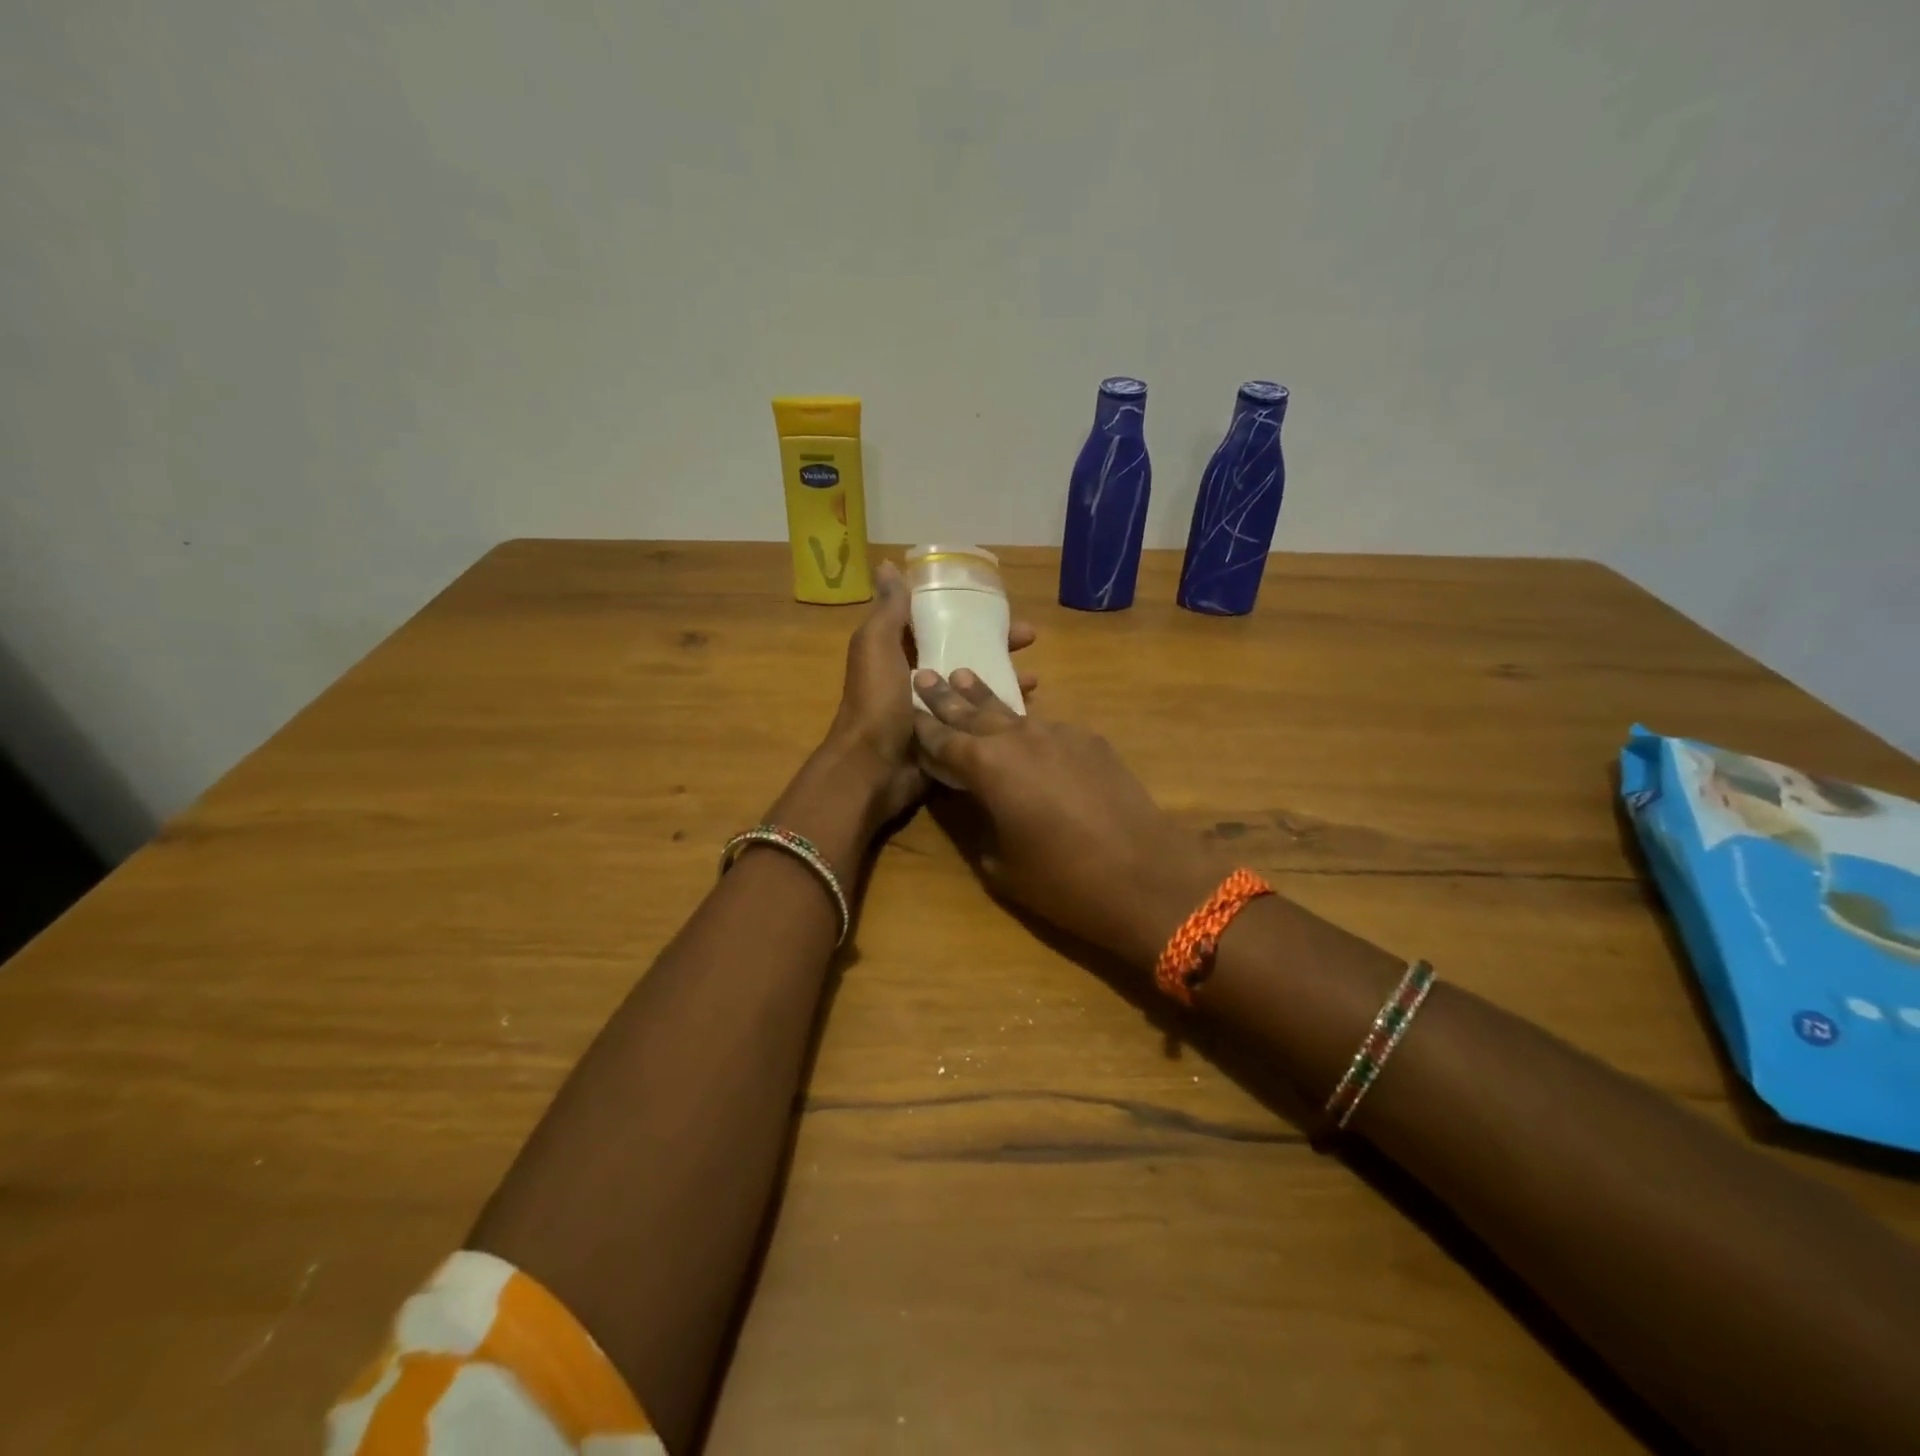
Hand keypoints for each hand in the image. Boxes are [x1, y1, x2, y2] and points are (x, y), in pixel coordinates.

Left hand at [826, 562, 1036, 824]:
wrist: (873, 768)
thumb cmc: (876, 701)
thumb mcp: (876, 646)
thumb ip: (888, 609)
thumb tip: (887, 564)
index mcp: (900, 651)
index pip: (939, 621)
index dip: (968, 611)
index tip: (1000, 605)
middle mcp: (919, 676)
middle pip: (965, 651)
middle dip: (998, 643)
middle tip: (1030, 638)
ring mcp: (936, 708)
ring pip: (976, 685)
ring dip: (1005, 677)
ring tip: (1035, 678)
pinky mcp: (950, 735)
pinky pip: (979, 717)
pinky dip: (1000, 711)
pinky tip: (1026, 708)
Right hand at [911, 670, 1220, 970]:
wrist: (1146, 874)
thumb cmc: (1063, 881)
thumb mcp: (1002, 865)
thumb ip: (980, 825)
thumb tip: (978, 805)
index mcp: (987, 767)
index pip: (943, 739)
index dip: (922, 726)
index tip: (905, 709)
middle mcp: (1019, 738)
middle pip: (974, 711)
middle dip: (947, 695)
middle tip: (924, 674)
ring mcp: (1060, 734)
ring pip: (1013, 712)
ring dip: (987, 699)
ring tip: (966, 678)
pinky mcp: (1092, 742)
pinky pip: (1050, 728)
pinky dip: (1030, 728)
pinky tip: (1028, 731)